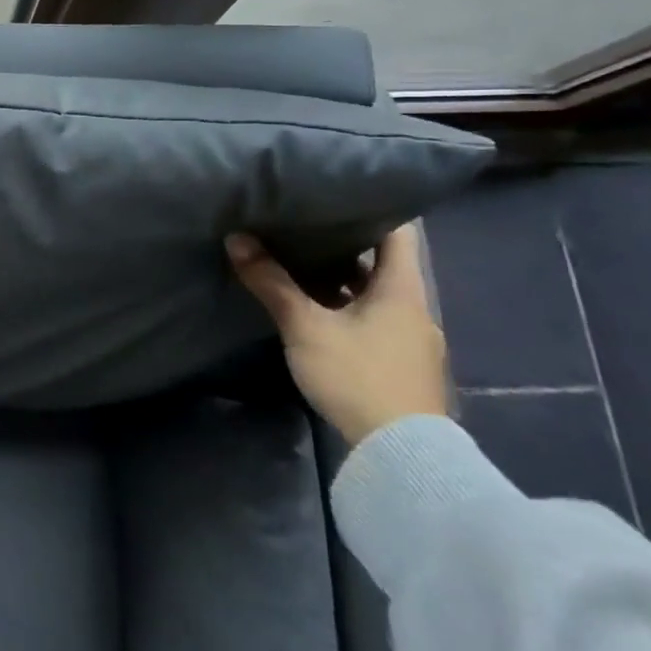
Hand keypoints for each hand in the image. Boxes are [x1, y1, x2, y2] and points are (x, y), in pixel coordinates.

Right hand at [224, 226, 447, 445]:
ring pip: (375, 294)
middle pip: (383, 262)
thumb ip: (271, 282)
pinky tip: (316, 311)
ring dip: (343, 279)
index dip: (371, 207)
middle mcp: (413, 307)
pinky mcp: (401, 364)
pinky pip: (374, 320)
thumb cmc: (357, 375)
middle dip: (344, 244)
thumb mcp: (305, 326)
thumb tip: (237, 238)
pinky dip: (348, 307)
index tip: (335, 194)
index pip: (398, 231)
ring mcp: (411, 338)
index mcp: (402, 288)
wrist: (401, 455)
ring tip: (300, 263)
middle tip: (302, 225)